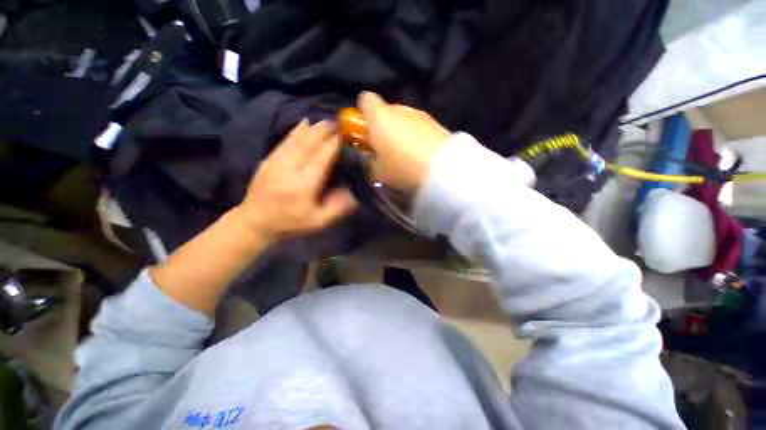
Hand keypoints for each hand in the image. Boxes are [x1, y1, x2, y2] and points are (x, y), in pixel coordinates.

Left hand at [238, 120, 357, 241]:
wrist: (255, 221)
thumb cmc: (290, 223)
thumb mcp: (317, 222)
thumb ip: (336, 208)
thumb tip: (352, 194)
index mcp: (304, 185)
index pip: (321, 159)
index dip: (332, 145)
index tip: (343, 135)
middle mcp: (290, 169)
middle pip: (309, 145)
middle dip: (323, 132)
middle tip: (337, 122)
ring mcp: (276, 162)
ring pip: (296, 140)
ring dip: (311, 128)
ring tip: (324, 120)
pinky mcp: (268, 160)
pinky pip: (284, 141)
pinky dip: (295, 131)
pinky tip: (303, 123)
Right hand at [358, 92, 451, 190]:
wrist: (443, 170)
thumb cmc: (402, 170)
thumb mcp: (377, 172)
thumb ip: (369, 160)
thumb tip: (371, 154)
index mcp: (380, 117)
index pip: (365, 99)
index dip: (362, 113)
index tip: (365, 130)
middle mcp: (400, 109)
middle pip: (386, 111)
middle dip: (383, 126)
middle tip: (386, 148)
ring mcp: (420, 114)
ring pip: (404, 119)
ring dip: (400, 132)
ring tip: (406, 154)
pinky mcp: (436, 123)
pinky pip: (419, 127)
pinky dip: (416, 136)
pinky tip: (420, 154)